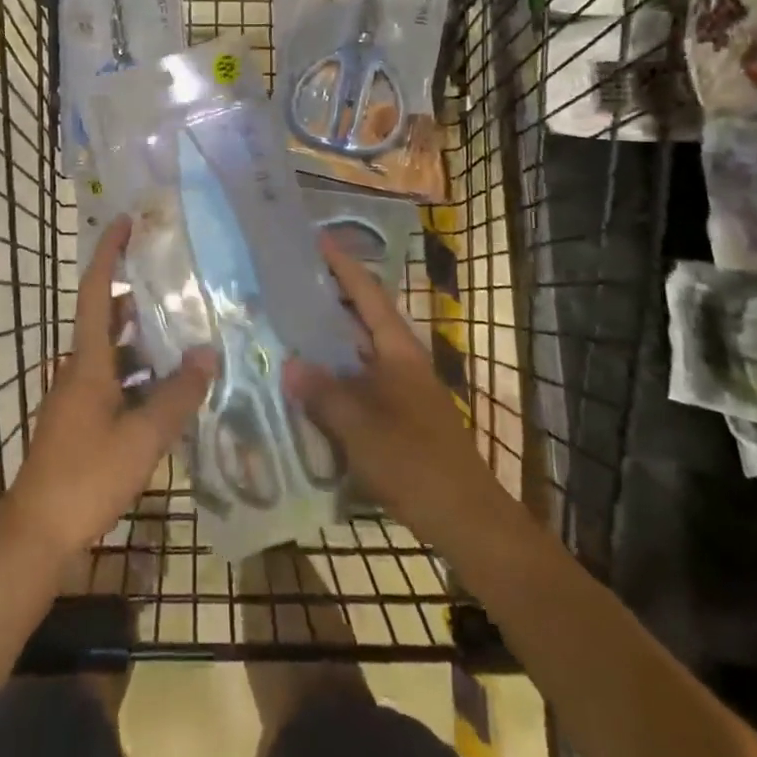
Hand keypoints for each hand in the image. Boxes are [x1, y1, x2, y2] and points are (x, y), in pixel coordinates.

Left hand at [0, 216, 214, 557]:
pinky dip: (140, 375)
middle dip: (137, 295)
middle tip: (177, 281)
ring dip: (143, 340)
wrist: (36, 536)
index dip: (109, 253)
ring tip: (185, 333)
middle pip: (106, 318)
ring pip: (113, 353)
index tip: (126, 221)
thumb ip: (178, 395)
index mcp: (88, 362)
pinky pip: (114, 381)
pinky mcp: (81, 421)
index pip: (95, 291)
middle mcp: (79, 370)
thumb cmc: (86, 477)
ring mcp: (78, 397)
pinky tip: (169, 390)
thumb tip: (207, 353)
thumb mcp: (142, 438)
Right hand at [285, 237, 503, 543]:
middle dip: (331, 298)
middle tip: (291, 283)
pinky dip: (336, 375)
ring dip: (331, 339)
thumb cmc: (415, 462)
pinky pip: (361, 382)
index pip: (368, 294)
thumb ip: (324, 394)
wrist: (467, 518)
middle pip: (364, 318)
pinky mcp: (400, 416)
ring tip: (291, 327)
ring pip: (360, 352)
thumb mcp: (361, 427)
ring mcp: (403, 389)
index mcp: (399, 350)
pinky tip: (311, 386)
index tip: (318, 238)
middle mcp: (402, 361)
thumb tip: (290, 364)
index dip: (343, 265)